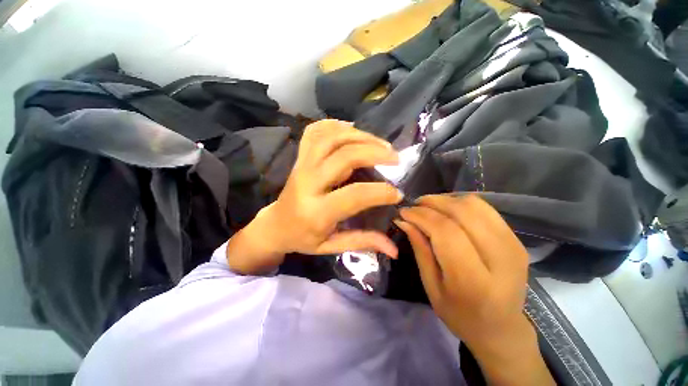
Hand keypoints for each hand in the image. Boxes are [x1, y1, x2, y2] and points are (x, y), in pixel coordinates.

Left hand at [227, 119, 402, 274]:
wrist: (275, 225)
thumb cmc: (303, 238)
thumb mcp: (331, 246)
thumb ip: (362, 243)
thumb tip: (393, 249)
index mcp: (316, 212)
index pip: (355, 195)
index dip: (381, 192)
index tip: (397, 194)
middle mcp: (308, 183)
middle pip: (344, 156)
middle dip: (375, 152)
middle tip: (395, 158)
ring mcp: (301, 165)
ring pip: (331, 138)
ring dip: (360, 136)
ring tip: (381, 144)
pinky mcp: (299, 157)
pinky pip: (314, 132)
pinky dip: (334, 125)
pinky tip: (351, 129)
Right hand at [395, 195, 553, 384]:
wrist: (501, 328)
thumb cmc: (459, 314)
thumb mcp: (431, 286)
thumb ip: (419, 249)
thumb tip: (403, 220)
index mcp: (475, 281)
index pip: (446, 232)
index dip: (421, 216)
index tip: (404, 212)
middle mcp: (500, 259)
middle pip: (463, 212)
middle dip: (432, 203)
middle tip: (414, 206)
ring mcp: (513, 245)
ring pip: (475, 205)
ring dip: (446, 200)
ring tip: (429, 207)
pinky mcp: (516, 239)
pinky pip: (485, 209)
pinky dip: (461, 203)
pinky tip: (447, 211)